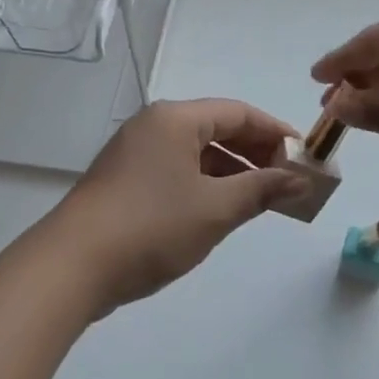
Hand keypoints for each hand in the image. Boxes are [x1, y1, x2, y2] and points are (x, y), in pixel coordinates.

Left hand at [47, 99, 302, 313]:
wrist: (73, 266)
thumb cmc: (152, 227)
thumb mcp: (215, 209)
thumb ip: (261, 189)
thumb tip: (300, 180)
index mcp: (174, 120)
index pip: (238, 112)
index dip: (276, 132)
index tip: (305, 156)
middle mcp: (152, 127)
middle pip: (216, 129)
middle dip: (255, 154)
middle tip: (287, 181)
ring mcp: (133, 154)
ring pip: (195, 154)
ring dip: (231, 172)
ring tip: (261, 200)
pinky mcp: (123, 182)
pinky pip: (175, 172)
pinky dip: (204, 186)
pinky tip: (220, 211)